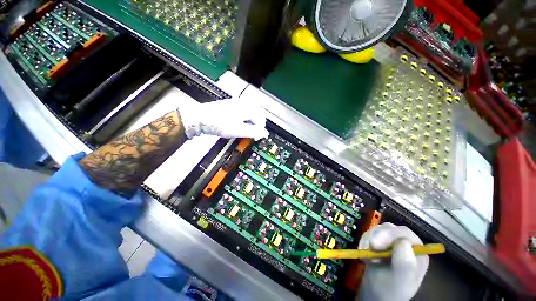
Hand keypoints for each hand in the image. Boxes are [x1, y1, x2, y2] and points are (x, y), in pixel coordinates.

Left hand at [177, 98, 268, 139]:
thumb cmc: (220, 124)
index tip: (257, 137)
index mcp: (247, 108)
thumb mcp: (239, 130)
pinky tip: (238, 124)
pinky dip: (244, 118)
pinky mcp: (230, 105)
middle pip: (257, 114)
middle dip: (257, 124)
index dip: (261, 129)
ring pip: (250, 112)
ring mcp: (236, 103)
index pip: (261, 119)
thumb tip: (265, 134)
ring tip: (246, 129)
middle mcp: (243, 103)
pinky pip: (243, 111)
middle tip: (253, 133)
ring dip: (251, 121)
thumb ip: (254, 132)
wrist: (200, 118)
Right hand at [358, 223, 428, 300]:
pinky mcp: (380, 241)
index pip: (405, 234)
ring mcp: (392, 241)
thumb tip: (403, 242)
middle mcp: (407, 244)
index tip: (374, 245)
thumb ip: (405, 263)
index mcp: (418, 253)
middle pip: (391, 229)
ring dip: (368, 239)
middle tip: (367, 248)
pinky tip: (364, 251)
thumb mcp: (399, 280)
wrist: (376, 294)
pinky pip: (370, 233)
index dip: (389, 236)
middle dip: (377, 237)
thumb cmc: (390, 290)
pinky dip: (364, 240)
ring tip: (365, 253)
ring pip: (379, 229)